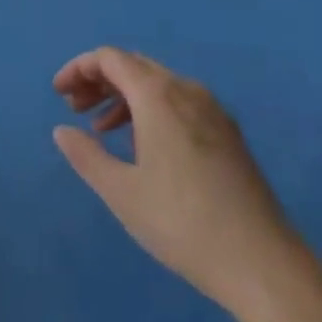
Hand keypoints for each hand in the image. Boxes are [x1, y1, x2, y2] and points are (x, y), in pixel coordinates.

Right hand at [53, 47, 292, 310]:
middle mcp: (185, 89)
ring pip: (157, 83)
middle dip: (99, 81)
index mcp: (158, 94)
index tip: (58, 93)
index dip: (79, 68)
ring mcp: (211, 109)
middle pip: (134, 65)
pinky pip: (178, 102)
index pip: (110, 58)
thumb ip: (86, 156)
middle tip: (74, 108)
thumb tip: (62, 130)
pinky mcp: (227, 132)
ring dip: (124, 96)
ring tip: (101, 129)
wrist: (263, 263)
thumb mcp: (123, 193)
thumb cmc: (183, 223)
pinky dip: (150, 109)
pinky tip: (142, 145)